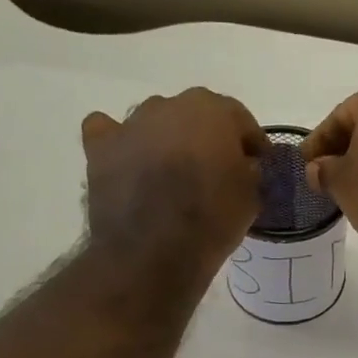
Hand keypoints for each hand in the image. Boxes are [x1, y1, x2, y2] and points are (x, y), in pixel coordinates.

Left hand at [81, 90, 265, 279]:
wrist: (153, 251)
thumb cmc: (211, 221)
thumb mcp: (251, 198)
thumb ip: (249, 171)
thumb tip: (241, 166)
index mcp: (213, 111)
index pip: (239, 119)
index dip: (250, 143)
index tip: (257, 164)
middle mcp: (171, 105)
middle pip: (195, 115)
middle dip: (207, 138)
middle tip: (215, 170)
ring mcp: (131, 124)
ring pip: (155, 122)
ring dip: (166, 140)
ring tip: (172, 173)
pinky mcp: (100, 147)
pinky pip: (109, 131)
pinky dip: (120, 142)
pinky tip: (128, 161)